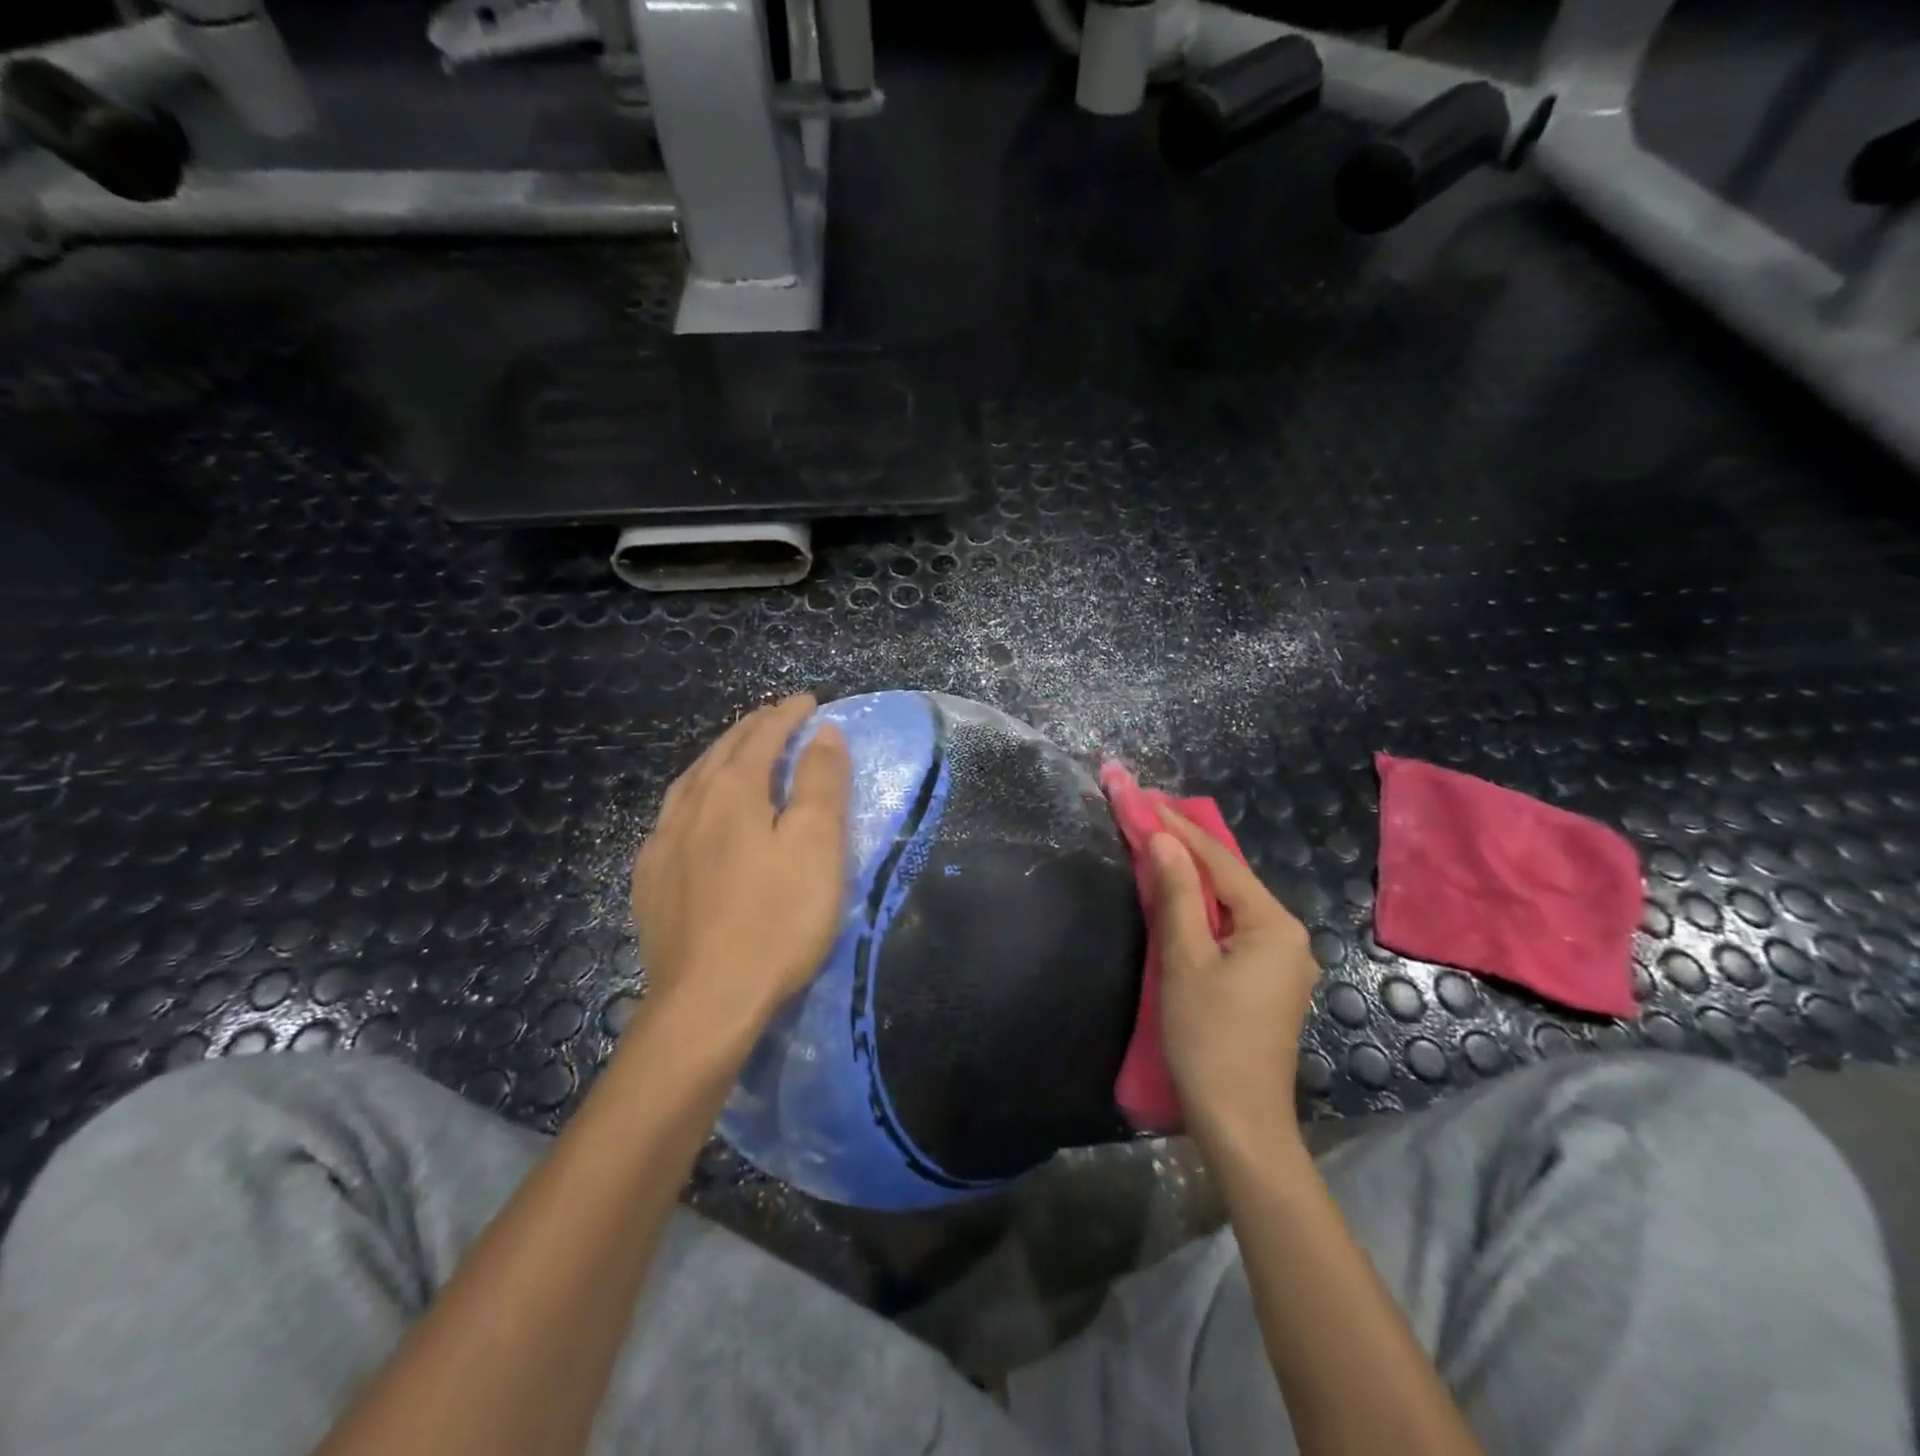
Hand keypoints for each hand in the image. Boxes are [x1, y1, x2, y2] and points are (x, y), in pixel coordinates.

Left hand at [629, 695, 850, 1045]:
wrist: (707, 1002)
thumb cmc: (777, 919)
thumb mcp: (817, 844)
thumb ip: (821, 782)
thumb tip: (824, 733)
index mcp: (732, 792)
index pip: (762, 736)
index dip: (788, 715)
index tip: (810, 702)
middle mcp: (689, 807)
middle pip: (722, 752)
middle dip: (752, 729)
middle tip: (777, 717)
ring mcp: (662, 845)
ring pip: (691, 782)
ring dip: (719, 758)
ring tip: (736, 753)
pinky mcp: (650, 881)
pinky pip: (671, 817)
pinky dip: (694, 796)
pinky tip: (696, 814)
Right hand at [1149, 806, 1321, 1142]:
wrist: (1240, 1123)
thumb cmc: (1208, 1038)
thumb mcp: (1184, 960)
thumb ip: (1176, 894)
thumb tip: (1163, 839)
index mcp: (1273, 924)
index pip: (1219, 860)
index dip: (1178, 826)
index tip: (1144, 797)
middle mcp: (1287, 934)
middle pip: (1229, 877)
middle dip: (1187, 845)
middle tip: (1147, 813)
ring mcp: (1282, 960)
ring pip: (1230, 902)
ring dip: (1192, 875)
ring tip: (1156, 842)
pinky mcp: (1268, 981)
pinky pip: (1232, 926)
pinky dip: (1202, 906)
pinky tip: (1179, 896)